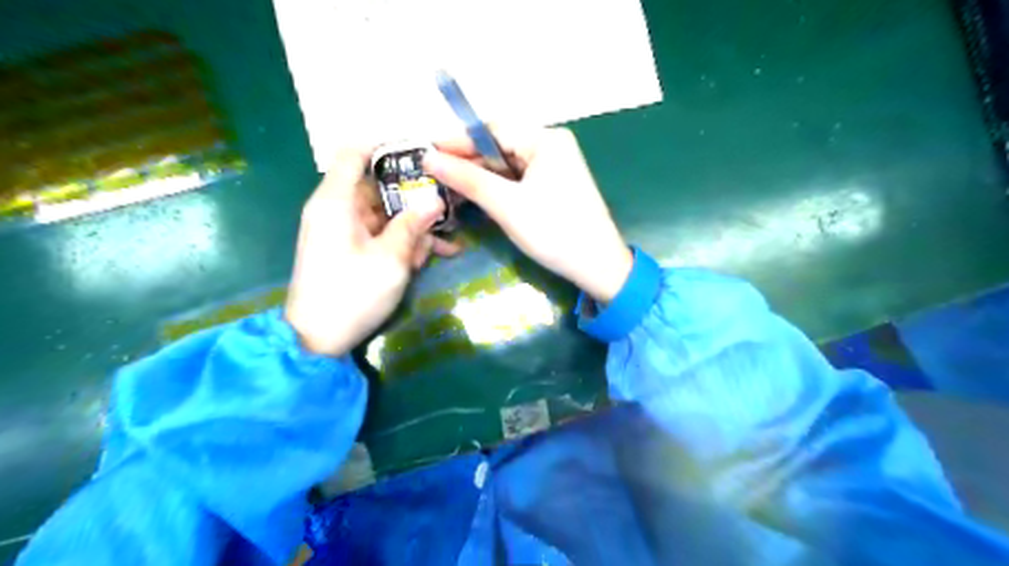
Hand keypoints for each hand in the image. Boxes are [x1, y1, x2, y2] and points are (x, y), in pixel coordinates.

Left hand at [281, 149, 459, 356]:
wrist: (317, 340)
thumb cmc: (351, 295)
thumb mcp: (390, 259)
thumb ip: (413, 225)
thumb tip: (435, 197)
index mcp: (336, 201)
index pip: (355, 153)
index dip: (388, 147)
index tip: (424, 156)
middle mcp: (337, 209)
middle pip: (379, 186)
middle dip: (415, 198)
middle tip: (450, 207)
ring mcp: (344, 230)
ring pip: (386, 213)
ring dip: (415, 227)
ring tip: (444, 246)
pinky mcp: (351, 249)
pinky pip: (381, 234)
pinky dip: (403, 242)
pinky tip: (431, 258)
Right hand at [423, 127, 628, 303]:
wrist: (597, 267)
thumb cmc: (553, 231)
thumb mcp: (506, 205)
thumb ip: (468, 179)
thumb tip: (428, 157)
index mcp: (546, 140)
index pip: (493, 130)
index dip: (458, 140)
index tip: (427, 152)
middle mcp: (552, 146)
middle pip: (501, 145)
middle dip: (469, 160)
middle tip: (435, 173)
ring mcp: (556, 166)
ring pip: (508, 164)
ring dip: (481, 175)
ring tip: (449, 186)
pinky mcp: (555, 186)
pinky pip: (519, 179)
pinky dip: (498, 187)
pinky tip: (478, 195)